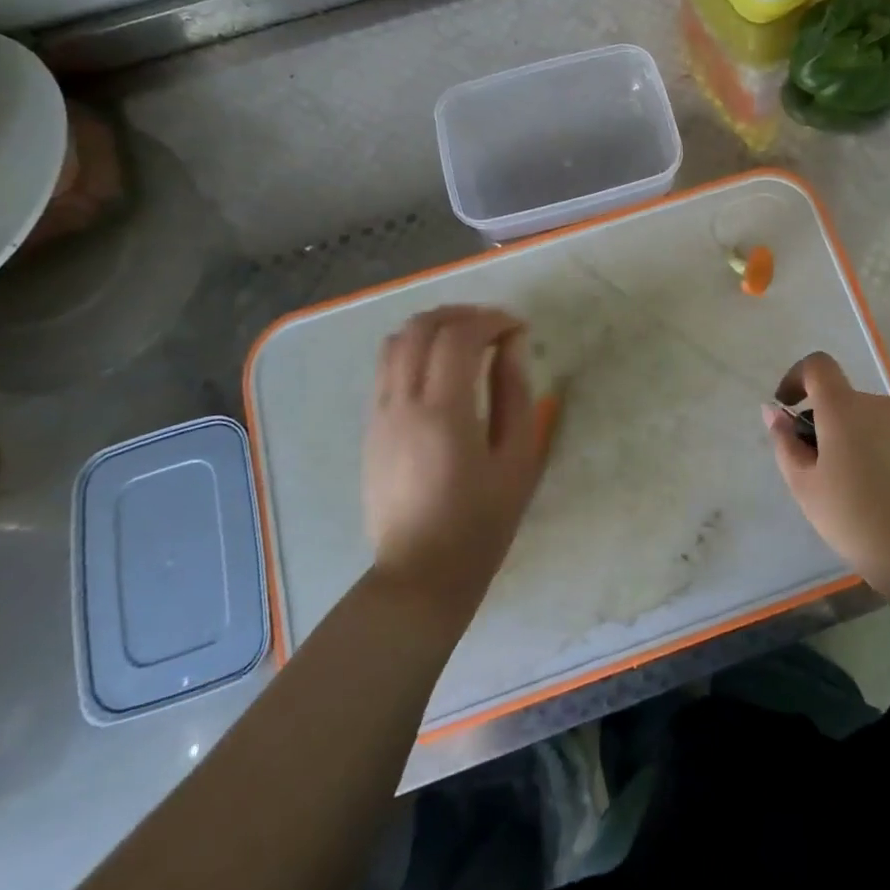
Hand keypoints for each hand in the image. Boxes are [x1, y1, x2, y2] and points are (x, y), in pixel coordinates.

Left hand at [362, 306, 545, 622]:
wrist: (420, 576)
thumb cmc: (481, 523)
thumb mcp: (516, 459)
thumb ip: (515, 393)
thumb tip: (513, 344)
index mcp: (444, 412)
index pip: (460, 336)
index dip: (493, 320)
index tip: (519, 329)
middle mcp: (403, 403)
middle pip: (422, 327)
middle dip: (462, 314)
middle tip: (495, 326)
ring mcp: (379, 414)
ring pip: (396, 341)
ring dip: (434, 327)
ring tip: (467, 339)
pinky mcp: (370, 428)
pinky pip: (386, 367)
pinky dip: (415, 349)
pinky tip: (441, 368)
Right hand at [764, 352, 889, 592]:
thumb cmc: (858, 521)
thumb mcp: (806, 488)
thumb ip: (786, 443)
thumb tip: (775, 412)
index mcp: (844, 409)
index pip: (818, 366)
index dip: (799, 378)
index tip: (791, 408)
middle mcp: (882, 404)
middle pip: (848, 402)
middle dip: (832, 426)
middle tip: (828, 473)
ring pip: (878, 422)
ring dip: (864, 441)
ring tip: (868, 492)